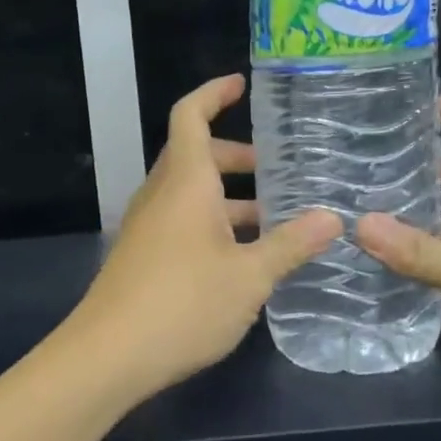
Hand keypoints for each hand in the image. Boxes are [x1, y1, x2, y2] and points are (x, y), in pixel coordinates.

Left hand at [70, 75, 341, 398]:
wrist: (108, 356)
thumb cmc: (182, 304)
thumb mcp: (249, 277)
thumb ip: (291, 245)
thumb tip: (333, 218)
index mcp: (185, 183)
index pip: (190, 116)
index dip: (214, 93)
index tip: (242, 84)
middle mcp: (161, 196)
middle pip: (196, 156)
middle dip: (236, 156)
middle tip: (278, 169)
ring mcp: (147, 228)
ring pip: (190, 194)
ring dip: (228, 197)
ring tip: (275, 219)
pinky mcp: (143, 258)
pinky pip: (181, 224)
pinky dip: (213, 225)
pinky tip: (243, 258)